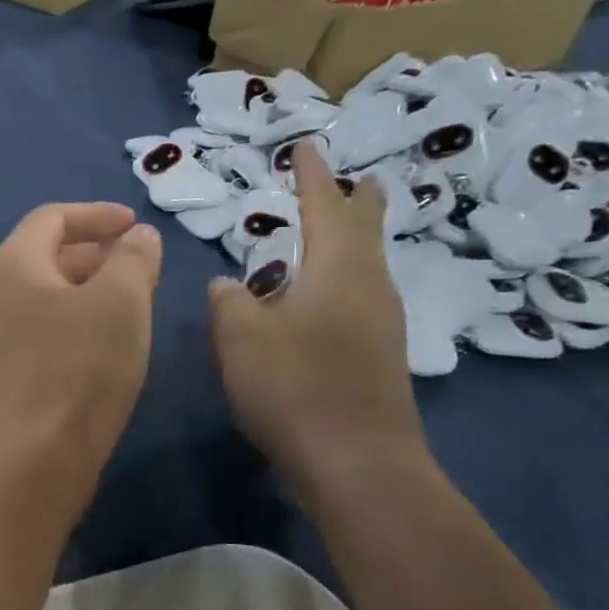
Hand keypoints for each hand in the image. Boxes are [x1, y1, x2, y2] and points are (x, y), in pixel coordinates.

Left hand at [0, 202, 161, 494]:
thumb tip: (139, 236)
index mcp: (14, 263)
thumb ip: (133, 257)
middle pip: (48, 254)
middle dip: (98, 252)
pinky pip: (46, 327)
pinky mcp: (8, 371)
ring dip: (92, 288)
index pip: (53, 217)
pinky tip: (109, 341)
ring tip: (134, 302)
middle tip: (142, 266)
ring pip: (49, 294)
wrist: (38, 454)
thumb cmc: (81, 365)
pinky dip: (79, 319)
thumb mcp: (122, 299)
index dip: (98, 214)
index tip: (137, 226)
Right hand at [208, 145, 424, 491]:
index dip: (312, 176)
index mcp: (338, 269)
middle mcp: (368, 287)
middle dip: (357, 201)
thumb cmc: (296, 387)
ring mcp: (381, 325)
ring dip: (355, 241)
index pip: (324, 207)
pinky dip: (346, 279)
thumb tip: (228, 285)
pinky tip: (326, 298)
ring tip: (341, 229)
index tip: (307, 147)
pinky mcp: (379, 358)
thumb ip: (229, 303)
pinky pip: (361, 298)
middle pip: (366, 231)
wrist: (357, 463)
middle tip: (357, 178)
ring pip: (367, 266)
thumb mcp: (242, 338)